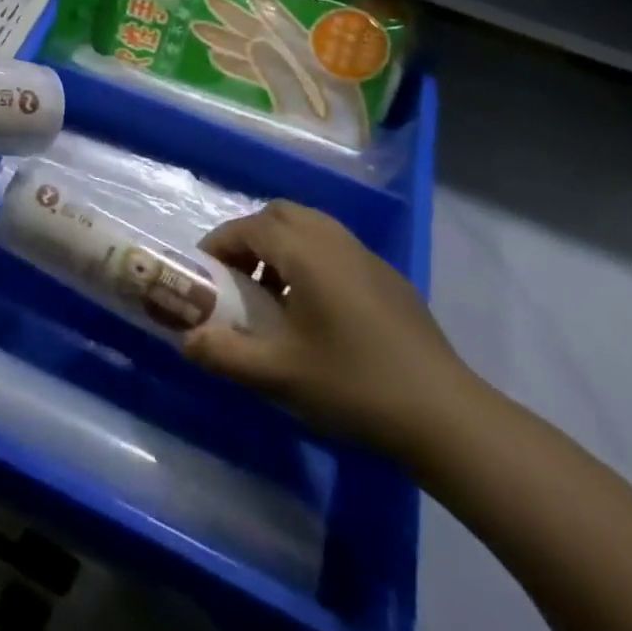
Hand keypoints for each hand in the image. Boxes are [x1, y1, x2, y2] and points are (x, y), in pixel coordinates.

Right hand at [184, 200, 472, 454]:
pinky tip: (316, 312)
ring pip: (311, 228)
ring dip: (282, 248)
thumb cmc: (354, 385)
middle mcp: (334, 240)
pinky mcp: (389, 278)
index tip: (205, 273)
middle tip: (238, 278)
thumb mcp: (279, 375)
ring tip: (273, 296)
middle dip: (251, 237)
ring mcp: (366, 256)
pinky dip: (311, 260)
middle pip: (280, 214)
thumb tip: (186, 340)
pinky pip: (336, 249)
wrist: (446, 415)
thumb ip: (225, 354)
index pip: (249, 227)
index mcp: (306, 252)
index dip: (220, 244)